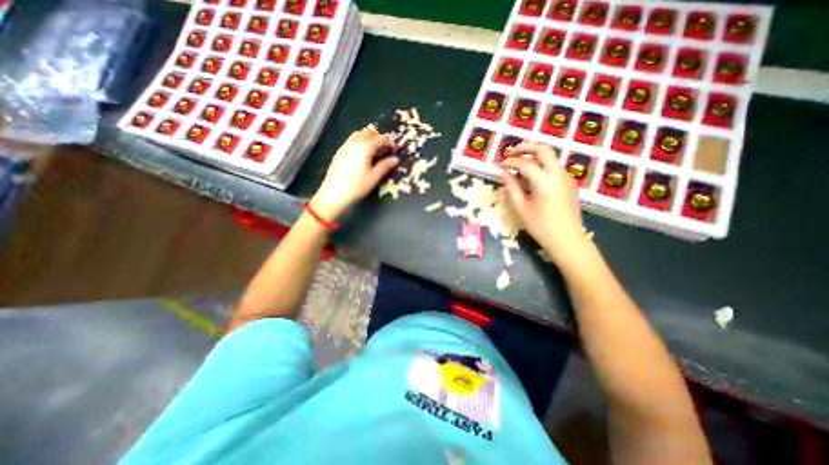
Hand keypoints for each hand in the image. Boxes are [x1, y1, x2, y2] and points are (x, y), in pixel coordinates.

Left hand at [313, 127, 399, 221]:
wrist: (334, 194)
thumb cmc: (357, 186)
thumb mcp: (374, 177)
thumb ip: (385, 166)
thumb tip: (395, 159)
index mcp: (365, 148)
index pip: (380, 139)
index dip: (389, 143)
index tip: (395, 150)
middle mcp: (354, 143)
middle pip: (368, 133)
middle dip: (378, 137)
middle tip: (384, 148)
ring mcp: (345, 147)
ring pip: (358, 134)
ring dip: (367, 137)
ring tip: (373, 148)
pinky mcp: (339, 153)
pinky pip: (350, 140)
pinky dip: (359, 141)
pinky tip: (361, 154)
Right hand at [502, 141, 592, 262]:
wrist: (567, 240)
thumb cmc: (541, 226)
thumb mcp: (521, 208)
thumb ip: (511, 188)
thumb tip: (504, 174)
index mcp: (545, 181)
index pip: (524, 163)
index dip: (509, 162)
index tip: (499, 166)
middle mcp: (558, 174)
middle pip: (543, 149)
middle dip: (526, 147)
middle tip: (511, 152)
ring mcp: (567, 178)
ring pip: (551, 157)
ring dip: (535, 156)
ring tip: (519, 164)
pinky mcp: (570, 184)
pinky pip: (554, 168)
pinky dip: (542, 165)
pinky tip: (533, 177)